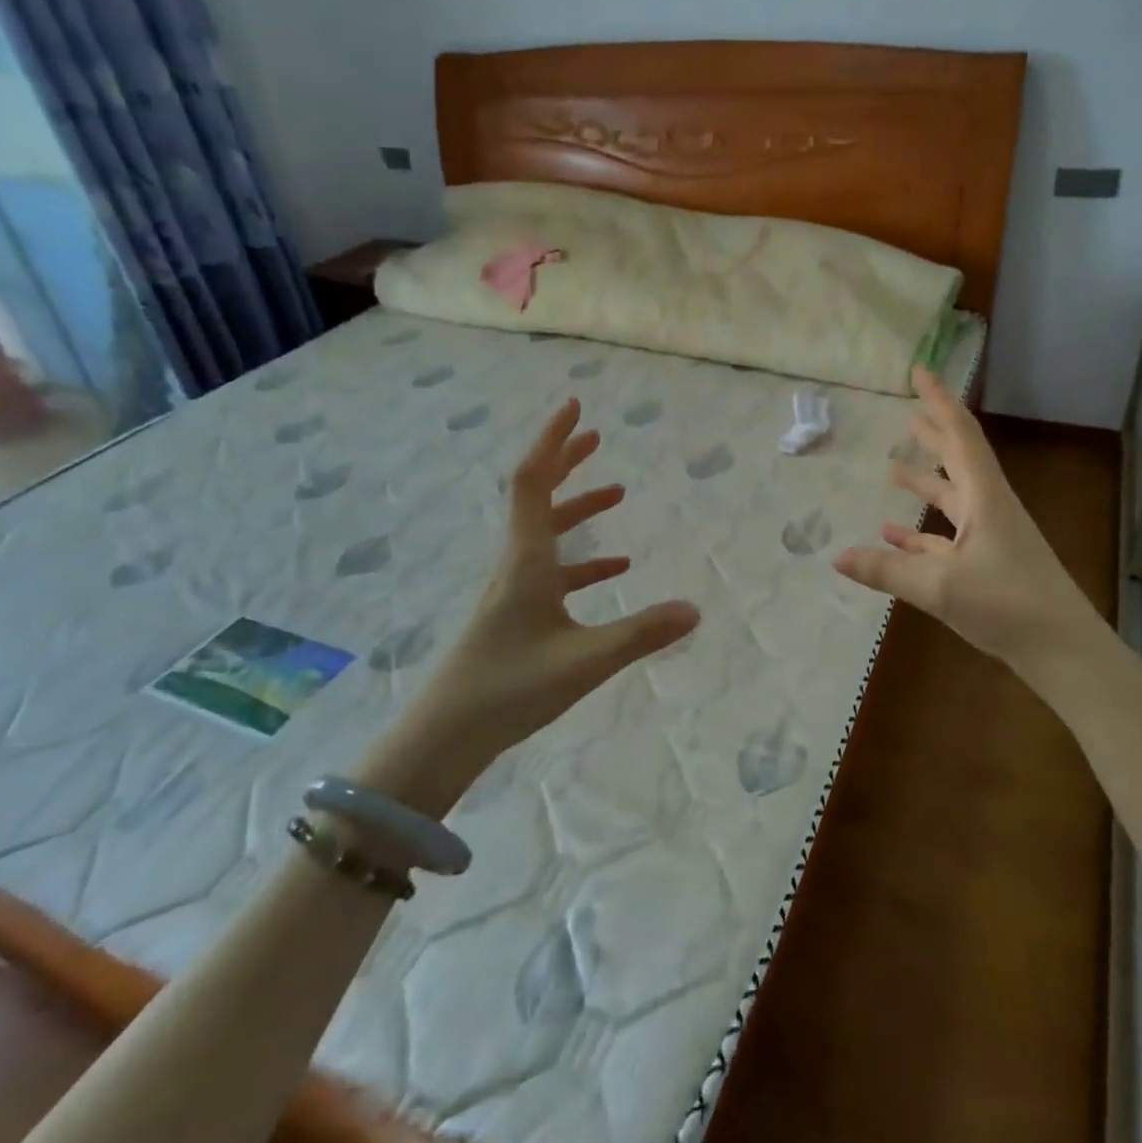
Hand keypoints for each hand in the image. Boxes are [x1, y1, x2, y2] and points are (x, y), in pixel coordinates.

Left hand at [367, 399, 699, 813]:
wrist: (446, 735)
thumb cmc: (511, 688)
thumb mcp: (586, 661)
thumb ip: (642, 634)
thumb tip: (695, 610)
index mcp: (527, 560)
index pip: (533, 481)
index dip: (554, 441)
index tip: (576, 407)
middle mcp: (517, 564)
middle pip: (537, 495)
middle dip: (566, 461)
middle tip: (597, 436)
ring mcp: (514, 589)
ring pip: (547, 532)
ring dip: (579, 508)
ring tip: (618, 494)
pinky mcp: (517, 614)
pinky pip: (553, 571)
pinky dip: (583, 560)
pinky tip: (614, 571)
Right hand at [834, 367, 1104, 689]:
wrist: (1064, 650)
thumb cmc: (1007, 605)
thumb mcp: (940, 587)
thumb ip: (887, 570)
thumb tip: (836, 557)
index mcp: (985, 498)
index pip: (959, 435)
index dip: (938, 401)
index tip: (920, 372)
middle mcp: (989, 509)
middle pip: (958, 459)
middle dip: (932, 434)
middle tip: (907, 413)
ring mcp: (991, 537)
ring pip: (952, 498)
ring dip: (925, 480)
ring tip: (892, 467)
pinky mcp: (989, 565)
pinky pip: (948, 537)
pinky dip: (922, 532)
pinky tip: (896, 535)